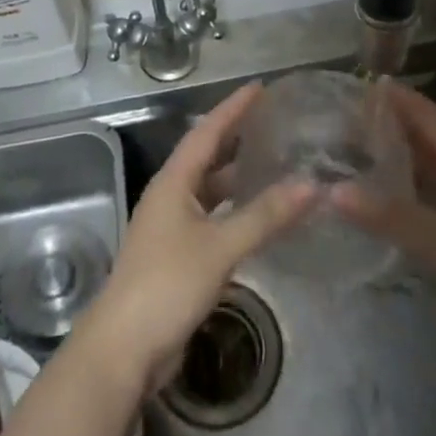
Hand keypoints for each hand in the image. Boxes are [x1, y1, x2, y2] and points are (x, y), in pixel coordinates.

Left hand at [78, 82, 316, 397]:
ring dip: (237, 177)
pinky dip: (235, 211)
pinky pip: (212, 219)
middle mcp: (170, 196)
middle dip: (236, 138)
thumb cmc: (168, 284)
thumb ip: (265, 215)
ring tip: (274, 164)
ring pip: (210, 191)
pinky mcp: (177, 256)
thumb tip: (311, 184)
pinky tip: (258, 217)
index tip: (260, 88)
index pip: (206, 132)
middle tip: (273, 123)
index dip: (233, 108)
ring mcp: (171, 228)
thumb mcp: (220, 247)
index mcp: (173, 182)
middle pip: (206, 157)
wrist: (124, 348)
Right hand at [332, 83, 435, 357]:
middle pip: (429, 140)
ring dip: (397, 161)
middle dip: (391, 127)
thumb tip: (333, 190)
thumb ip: (390, 216)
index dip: (399, 99)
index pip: (430, 117)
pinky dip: (406, 194)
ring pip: (430, 172)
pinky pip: (432, 200)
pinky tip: (382, 202)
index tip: (360, 84)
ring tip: (355, 153)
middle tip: (346, 119)